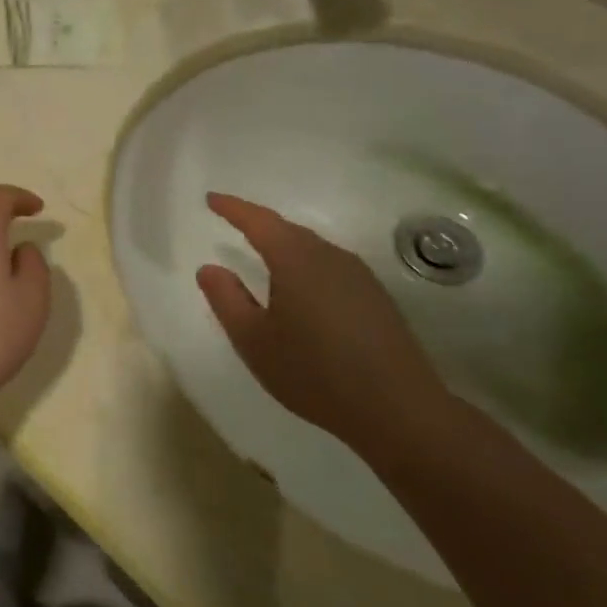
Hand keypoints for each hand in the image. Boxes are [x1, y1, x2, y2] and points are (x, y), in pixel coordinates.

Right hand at [196, 192, 448, 449]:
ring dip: (284, 245)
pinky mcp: (375, 298)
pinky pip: (330, 266)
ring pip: (312, 248)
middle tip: (232, 221)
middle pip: (288, 230)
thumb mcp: (253, 340)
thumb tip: (209, 268)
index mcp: (295, 260)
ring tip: (262, 253)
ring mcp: (359, 276)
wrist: (397, 408)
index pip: (258, 221)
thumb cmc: (313, 371)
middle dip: (259, 224)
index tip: (211, 198)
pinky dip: (306, 265)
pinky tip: (300, 288)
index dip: (232, 208)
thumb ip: (226, 299)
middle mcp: (330, 257)